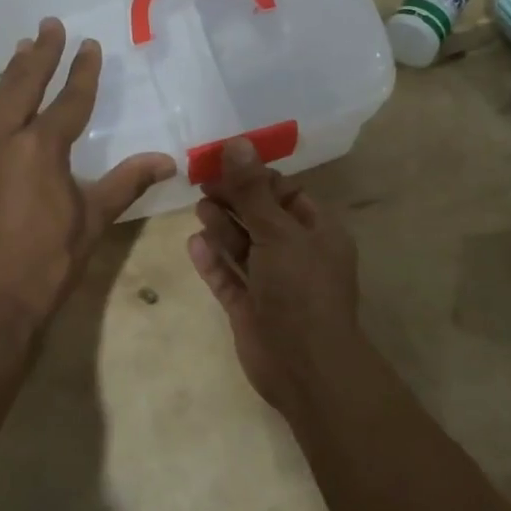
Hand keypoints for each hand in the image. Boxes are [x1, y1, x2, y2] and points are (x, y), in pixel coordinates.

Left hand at [0, 18, 174, 344]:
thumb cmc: (46, 263)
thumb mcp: (93, 221)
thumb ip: (127, 183)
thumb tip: (167, 160)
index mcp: (40, 148)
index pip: (69, 100)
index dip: (82, 72)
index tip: (89, 45)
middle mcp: (5, 141)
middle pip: (23, 86)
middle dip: (39, 53)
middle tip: (48, 25)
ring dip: (13, 72)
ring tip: (22, 47)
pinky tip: (4, 104)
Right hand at [186, 139, 363, 417]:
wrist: (305, 368)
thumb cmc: (300, 288)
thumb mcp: (277, 231)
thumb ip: (252, 189)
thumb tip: (237, 142)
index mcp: (317, 232)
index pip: (285, 193)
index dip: (256, 177)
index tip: (224, 162)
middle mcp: (297, 254)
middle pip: (260, 217)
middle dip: (234, 200)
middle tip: (202, 182)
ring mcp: (273, 284)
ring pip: (244, 247)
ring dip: (222, 227)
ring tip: (199, 206)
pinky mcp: (251, 309)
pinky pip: (229, 278)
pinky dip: (213, 261)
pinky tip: (193, 243)